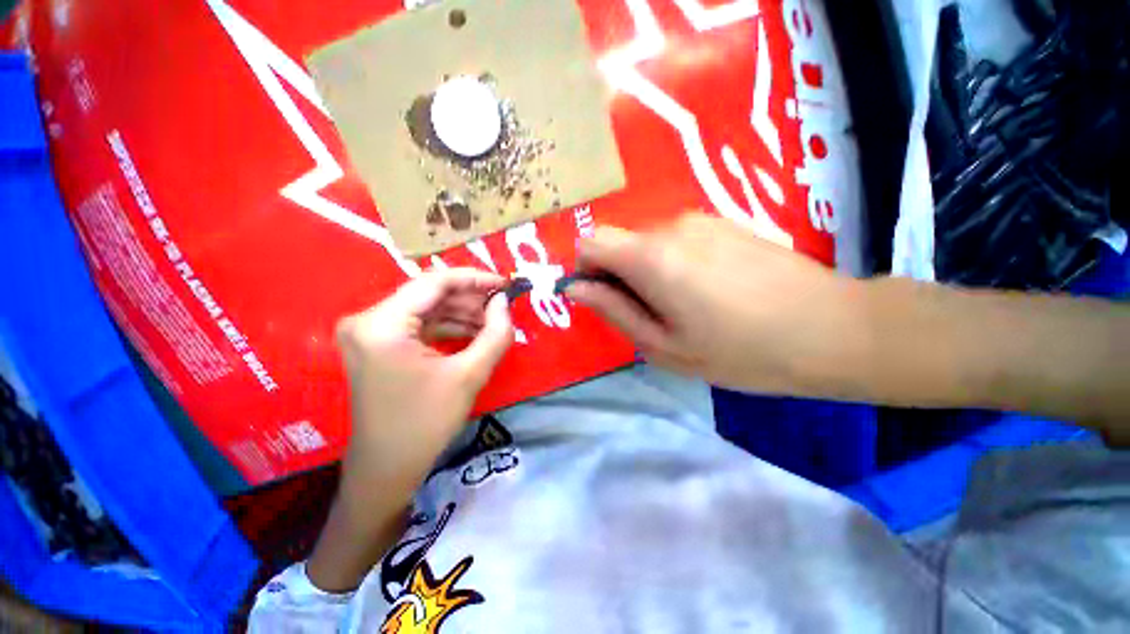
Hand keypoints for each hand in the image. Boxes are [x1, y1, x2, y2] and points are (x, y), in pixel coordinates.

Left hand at [309, 269, 511, 592]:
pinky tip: (474, 334)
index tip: (505, 284)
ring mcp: (371, 332)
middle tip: (503, 306)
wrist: (387, 468)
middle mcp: (369, 320)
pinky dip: (449, 327)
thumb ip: (495, 333)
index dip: (475, 279)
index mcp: (382, 324)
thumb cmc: (426, 423)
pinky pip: (420, 325)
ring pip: (427, 308)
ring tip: (494, 322)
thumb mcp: (470, 375)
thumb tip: (504, 302)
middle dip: (471, 299)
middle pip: (430, 294)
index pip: (434, 282)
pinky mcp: (379, 345)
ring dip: (462, 313)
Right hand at [567, 214, 861, 394]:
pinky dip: (674, 261)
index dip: (588, 270)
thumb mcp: (663, 346)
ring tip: (686, 304)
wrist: (832, 329)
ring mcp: (701, 219)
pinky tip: (710, 288)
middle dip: (620, 274)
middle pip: (619, 242)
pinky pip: (676, 238)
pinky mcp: (723, 222)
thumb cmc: (740, 351)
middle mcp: (671, 225)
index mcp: (651, 257)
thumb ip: (613, 311)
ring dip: (648, 270)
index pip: (591, 242)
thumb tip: (575, 288)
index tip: (608, 299)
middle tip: (653, 312)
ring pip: (647, 241)